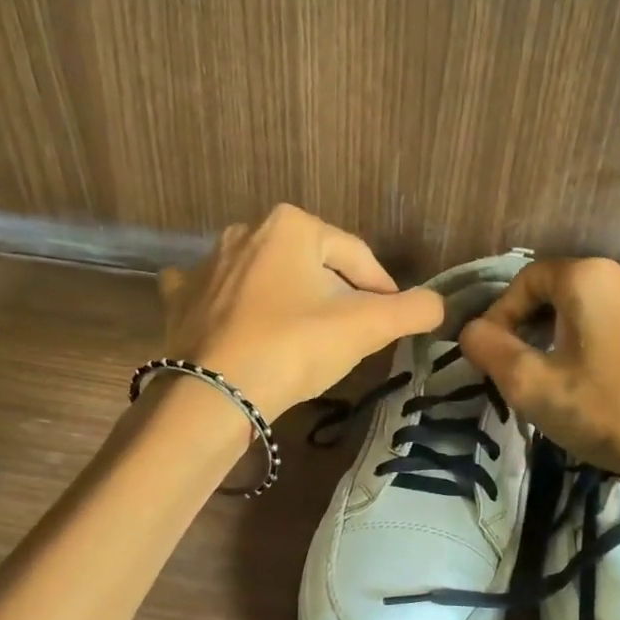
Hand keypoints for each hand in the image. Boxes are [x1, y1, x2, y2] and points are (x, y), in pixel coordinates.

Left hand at [159, 204, 443, 417]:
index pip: (357, 257)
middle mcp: (245, 231)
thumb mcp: (366, 327)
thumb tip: (440, 304)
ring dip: (289, 301)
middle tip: (347, 337)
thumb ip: (413, 310)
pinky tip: (243, 326)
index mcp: (292, 225)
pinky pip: (219, 294)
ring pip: (268, 279)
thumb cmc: (295, 348)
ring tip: (302, 341)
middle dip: (334, 296)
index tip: (391, 323)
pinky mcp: (179, 296)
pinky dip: (235, 307)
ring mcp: (206, 263)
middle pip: (312, 266)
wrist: (214, 395)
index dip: (382, 291)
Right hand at [459, 258, 619, 577]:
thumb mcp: (534, 385)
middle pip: (558, 291)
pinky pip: (618, 323)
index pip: (525, 281)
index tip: (490, 356)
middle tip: (516, 369)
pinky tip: (595, 383)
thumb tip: (470, 330)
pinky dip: (594, 343)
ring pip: (589, 309)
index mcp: (589, 277)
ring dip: (560, 336)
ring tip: (552, 379)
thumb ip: (490, 350)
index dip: (499, 315)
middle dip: (528, 326)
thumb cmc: (610, 412)